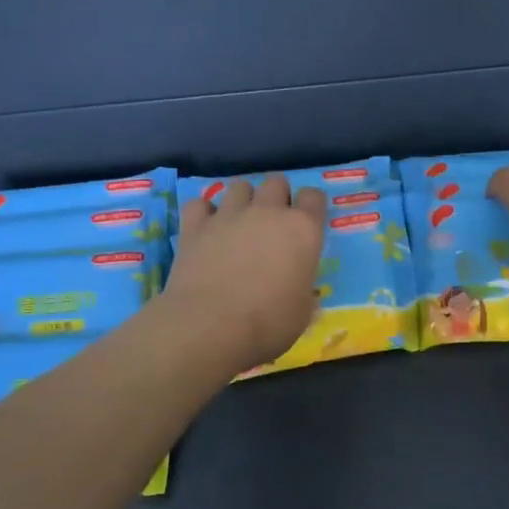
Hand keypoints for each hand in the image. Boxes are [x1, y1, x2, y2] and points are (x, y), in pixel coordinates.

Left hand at [163, 175, 326, 371]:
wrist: (210, 326)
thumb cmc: (268, 323)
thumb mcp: (302, 314)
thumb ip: (304, 292)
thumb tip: (301, 291)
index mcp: (303, 231)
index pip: (314, 197)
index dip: (311, 206)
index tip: (307, 223)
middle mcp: (268, 213)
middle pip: (277, 182)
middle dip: (278, 196)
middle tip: (274, 223)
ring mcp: (229, 215)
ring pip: (240, 186)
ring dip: (244, 199)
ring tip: (240, 222)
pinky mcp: (195, 226)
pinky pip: (199, 204)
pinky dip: (204, 213)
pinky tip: (206, 228)